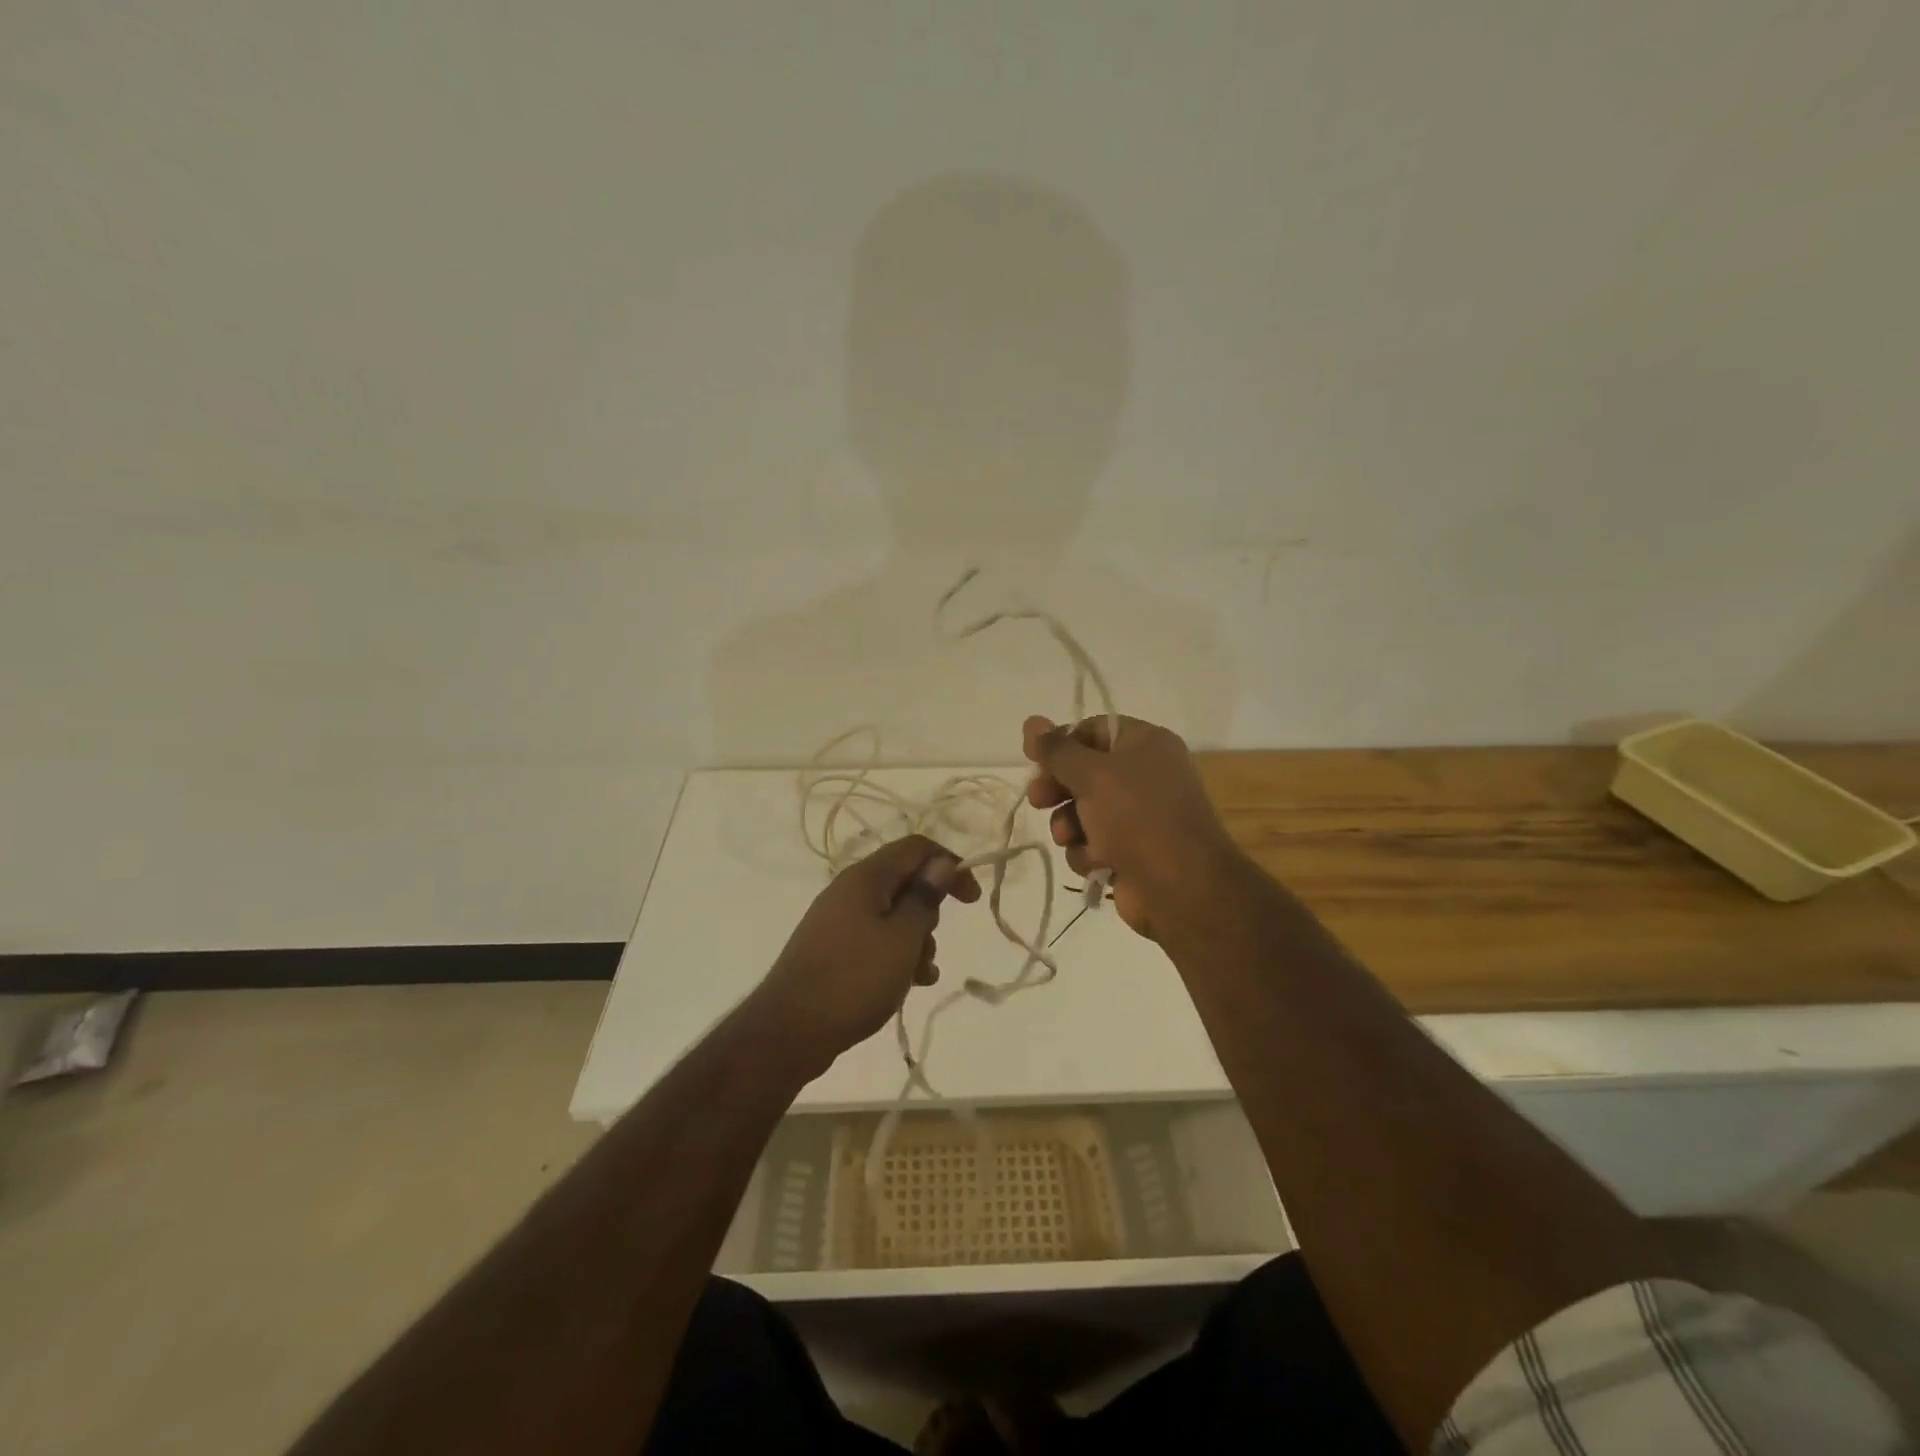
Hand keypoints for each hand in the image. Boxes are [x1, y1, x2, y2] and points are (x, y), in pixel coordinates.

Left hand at [750, 834, 980, 1079]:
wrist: (789, 1031)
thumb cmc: (854, 979)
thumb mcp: (902, 938)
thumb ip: (924, 898)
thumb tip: (940, 862)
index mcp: (865, 878)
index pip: (916, 848)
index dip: (949, 864)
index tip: (972, 899)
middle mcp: (849, 891)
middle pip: (904, 882)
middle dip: (929, 911)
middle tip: (931, 943)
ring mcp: (838, 920)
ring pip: (892, 915)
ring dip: (916, 939)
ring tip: (921, 974)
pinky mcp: (833, 948)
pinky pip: (875, 939)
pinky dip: (896, 954)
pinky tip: (908, 984)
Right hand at [1023, 713, 1243, 940]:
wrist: (1180, 888)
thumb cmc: (1138, 817)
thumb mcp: (1092, 774)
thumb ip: (1057, 750)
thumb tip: (1031, 721)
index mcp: (1145, 744)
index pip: (1093, 730)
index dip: (1060, 743)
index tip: (1033, 758)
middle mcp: (1144, 775)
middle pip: (1083, 772)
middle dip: (1058, 788)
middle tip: (1038, 799)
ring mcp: (1137, 817)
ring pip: (1081, 812)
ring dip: (1069, 825)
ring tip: (1070, 836)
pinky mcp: (1129, 853)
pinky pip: (1092, 843)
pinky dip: (1088, 852)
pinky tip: (1098, 862)